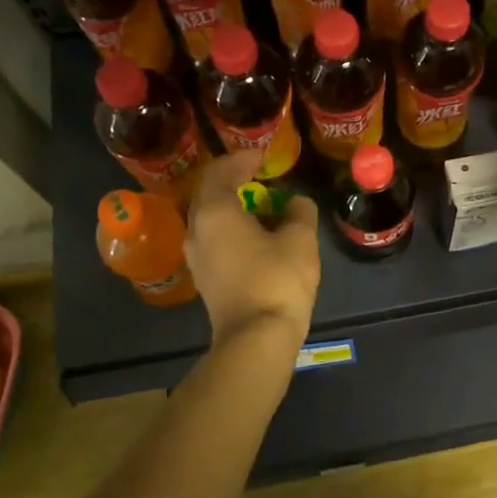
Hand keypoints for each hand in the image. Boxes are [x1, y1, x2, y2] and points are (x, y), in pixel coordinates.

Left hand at [184, 151, 320, 346]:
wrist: (256, 339)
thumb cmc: (277, 280)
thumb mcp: (300, 239)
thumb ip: (299, 211)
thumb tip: (295, 203)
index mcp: (214, 212)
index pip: (219, 172)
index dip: (241, 159)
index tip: (262, 158)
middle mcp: (196, 230)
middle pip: (208, 194)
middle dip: (233, 181)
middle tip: (260, 177)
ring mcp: (196, 257)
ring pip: (209, 218)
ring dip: (232, 206)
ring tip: (261, 206)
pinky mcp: (204, 278)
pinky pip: (213, 239)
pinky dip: (231, 228)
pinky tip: (255, 236)